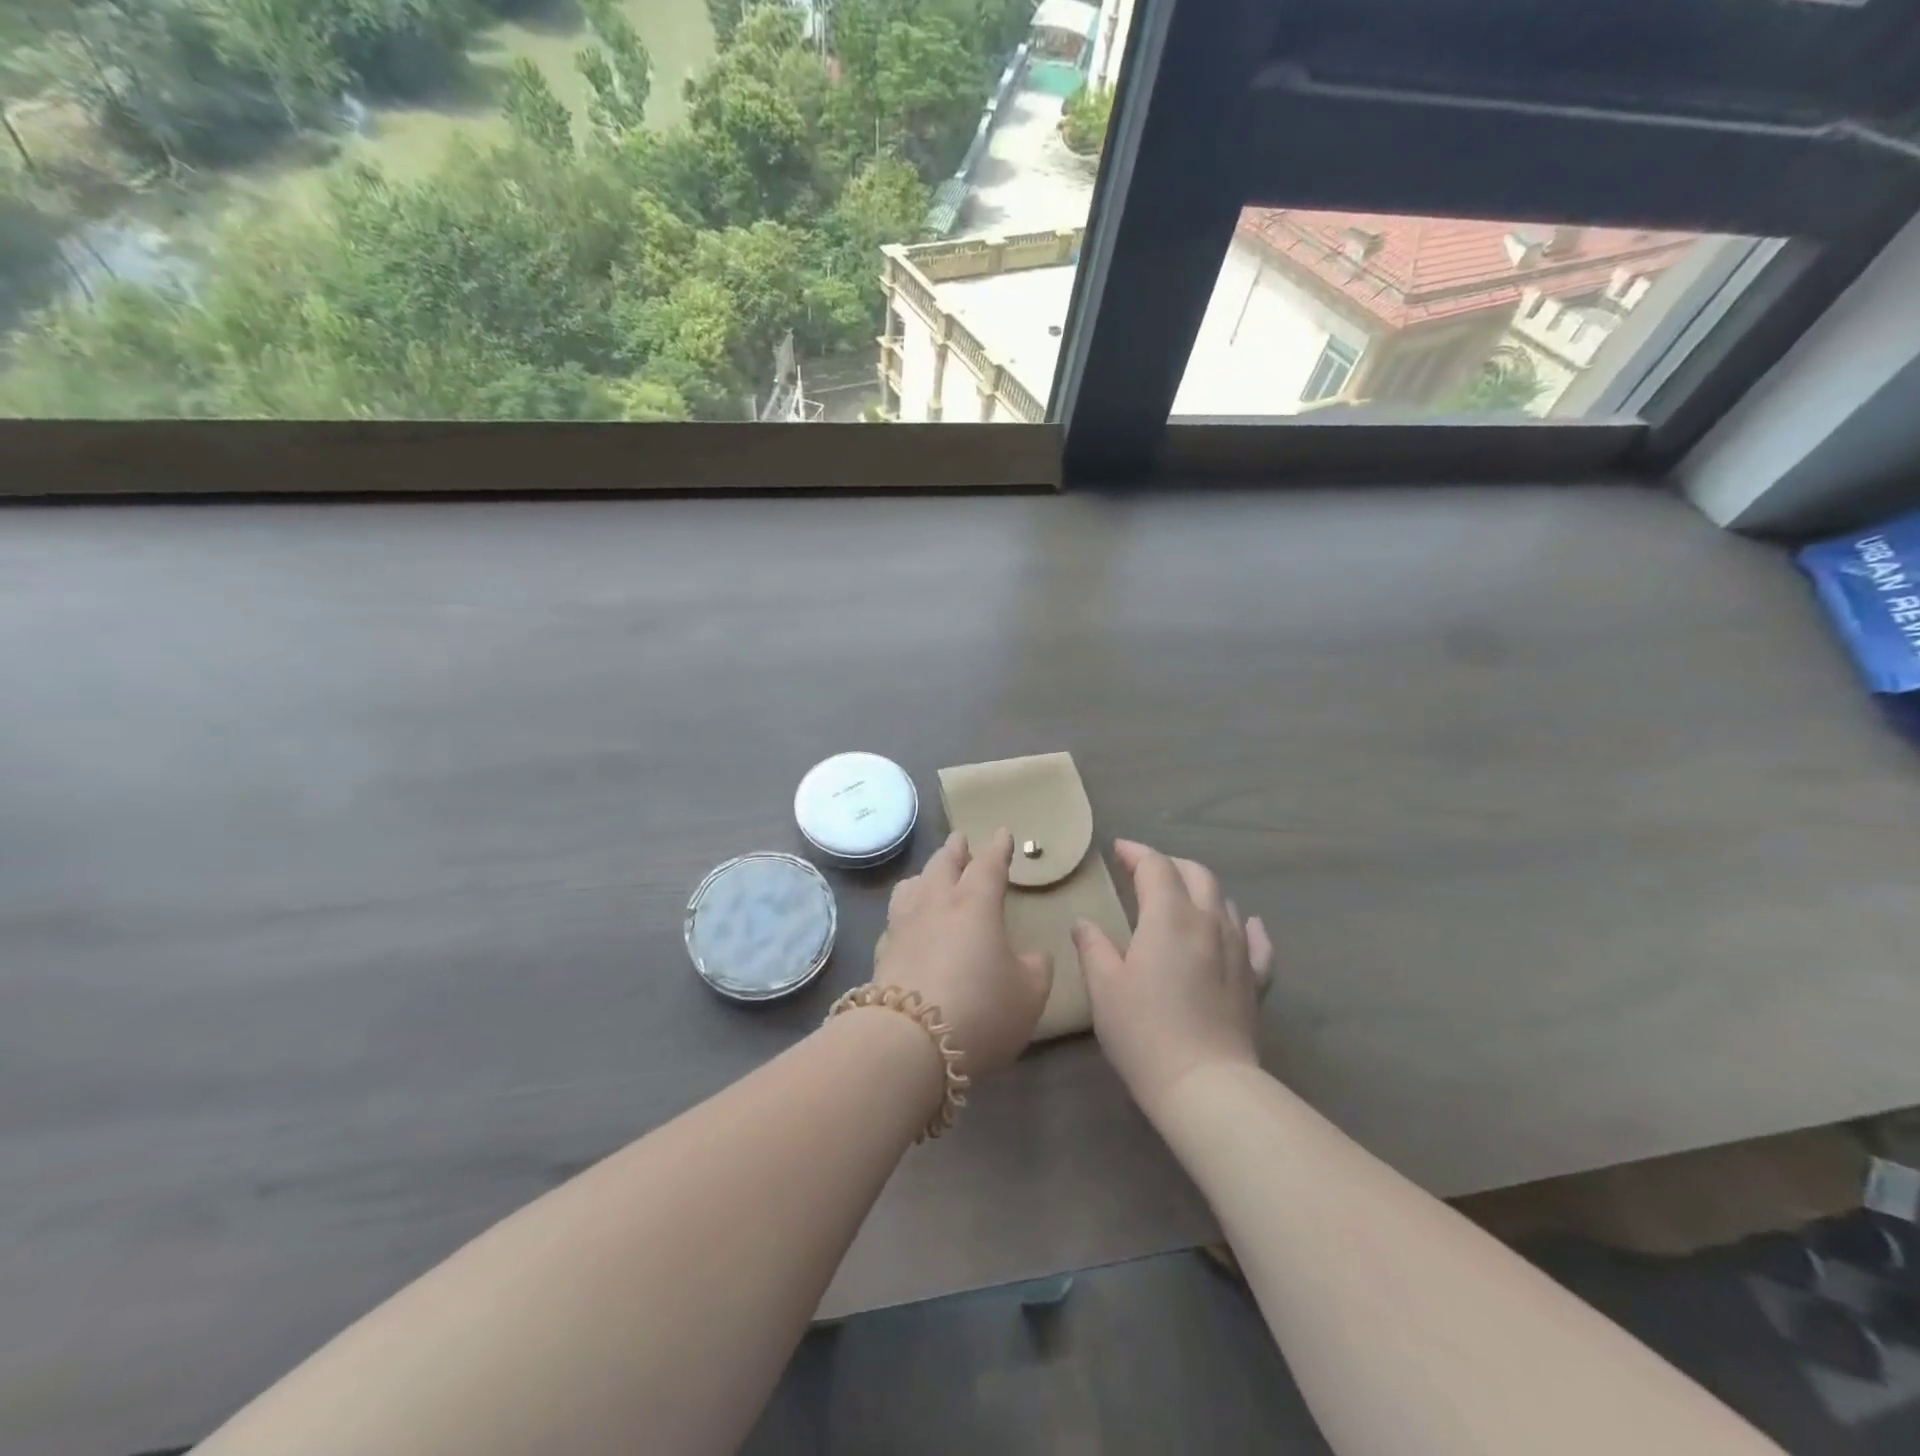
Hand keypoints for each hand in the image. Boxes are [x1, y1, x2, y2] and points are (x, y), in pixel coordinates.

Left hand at [872, 829, 1053, 1078]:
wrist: (908, 1043)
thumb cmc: (980, 1010)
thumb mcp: (1028, 994)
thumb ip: (1035, 968)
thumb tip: (1032, 956)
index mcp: (975, 904)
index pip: (988, 865)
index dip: (998, 848)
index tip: (1003, 833)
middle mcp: (935, 904)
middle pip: (943, 865)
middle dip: (955, 851)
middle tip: (960, 840)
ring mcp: (903, 927)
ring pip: (912, 886)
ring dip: (925, 875)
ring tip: (929, 875)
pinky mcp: (882, 953)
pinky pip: (895, 919)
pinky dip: (906, 911)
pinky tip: (907, 923)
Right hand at [1074, 839, 1273, 1115]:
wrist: (1205, 1085)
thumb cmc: (1144, 1032)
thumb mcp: (1104, 988)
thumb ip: (1092, 947)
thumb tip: (1084, 923)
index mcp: (1169, 917)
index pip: (1156, 867)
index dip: (1136, 853)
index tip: (1118, 850)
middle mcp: (1209, 922)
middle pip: (1196, 874)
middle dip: (1170, 865)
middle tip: (1145, 872)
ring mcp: (1238, 950)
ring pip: (1225, 901)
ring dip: (1201, 890)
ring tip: (1182, 898)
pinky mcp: (1256, 980)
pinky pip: (1257, 942)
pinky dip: (1247, 926)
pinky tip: (1245, 924)